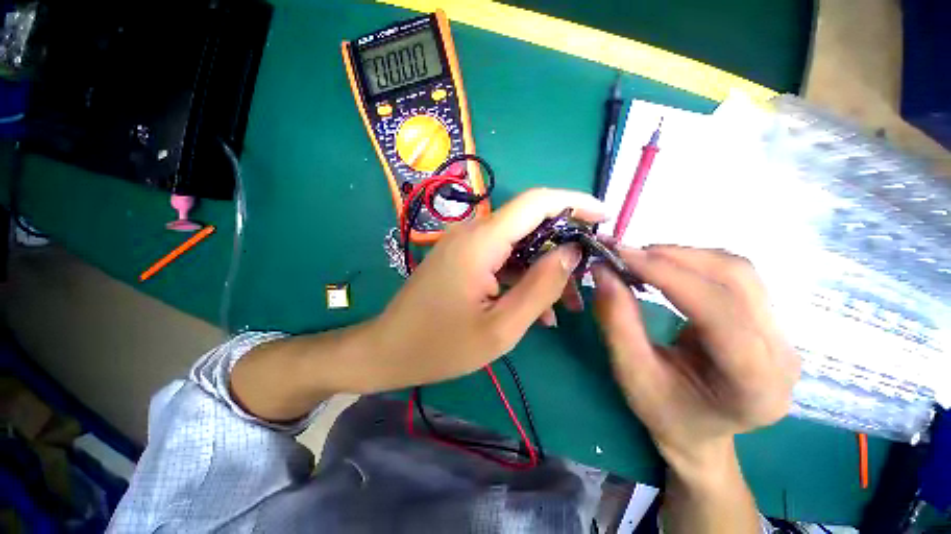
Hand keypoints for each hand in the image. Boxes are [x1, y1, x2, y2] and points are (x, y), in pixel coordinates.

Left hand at [362, 189, 604, 391]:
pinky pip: (501, 258)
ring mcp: (465, 245)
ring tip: (566, 305)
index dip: (574, 201)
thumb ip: (539, 287)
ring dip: (543, 269)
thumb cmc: (441, 345)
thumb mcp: (501, 327)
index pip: (536, 202)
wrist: (389, 350)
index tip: (605, 216)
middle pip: (529, 224)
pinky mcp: (462, 258)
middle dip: (562, 247)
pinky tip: (536, 308)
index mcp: (481, 242)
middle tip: (585, 280)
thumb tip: (569, 253)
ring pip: (517, 245)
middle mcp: (472, 232)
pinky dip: (522, 277)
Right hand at [592, 246, 799, 471]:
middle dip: (674, 258)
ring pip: (738, 271)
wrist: (699, 431)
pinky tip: (663, 269)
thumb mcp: (630, 374)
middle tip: (625, 255)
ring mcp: (781, 334)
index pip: (719, 311)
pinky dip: (692, 264)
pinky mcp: (767, 321)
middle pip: (737, 280)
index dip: (668, 275)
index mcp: (754, 384)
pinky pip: (733, 277)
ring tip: (640, 261)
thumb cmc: (664, 413)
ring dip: (683, 257)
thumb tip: (603, 272)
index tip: (621, 255)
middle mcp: (782, 354)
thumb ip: (616, 321)